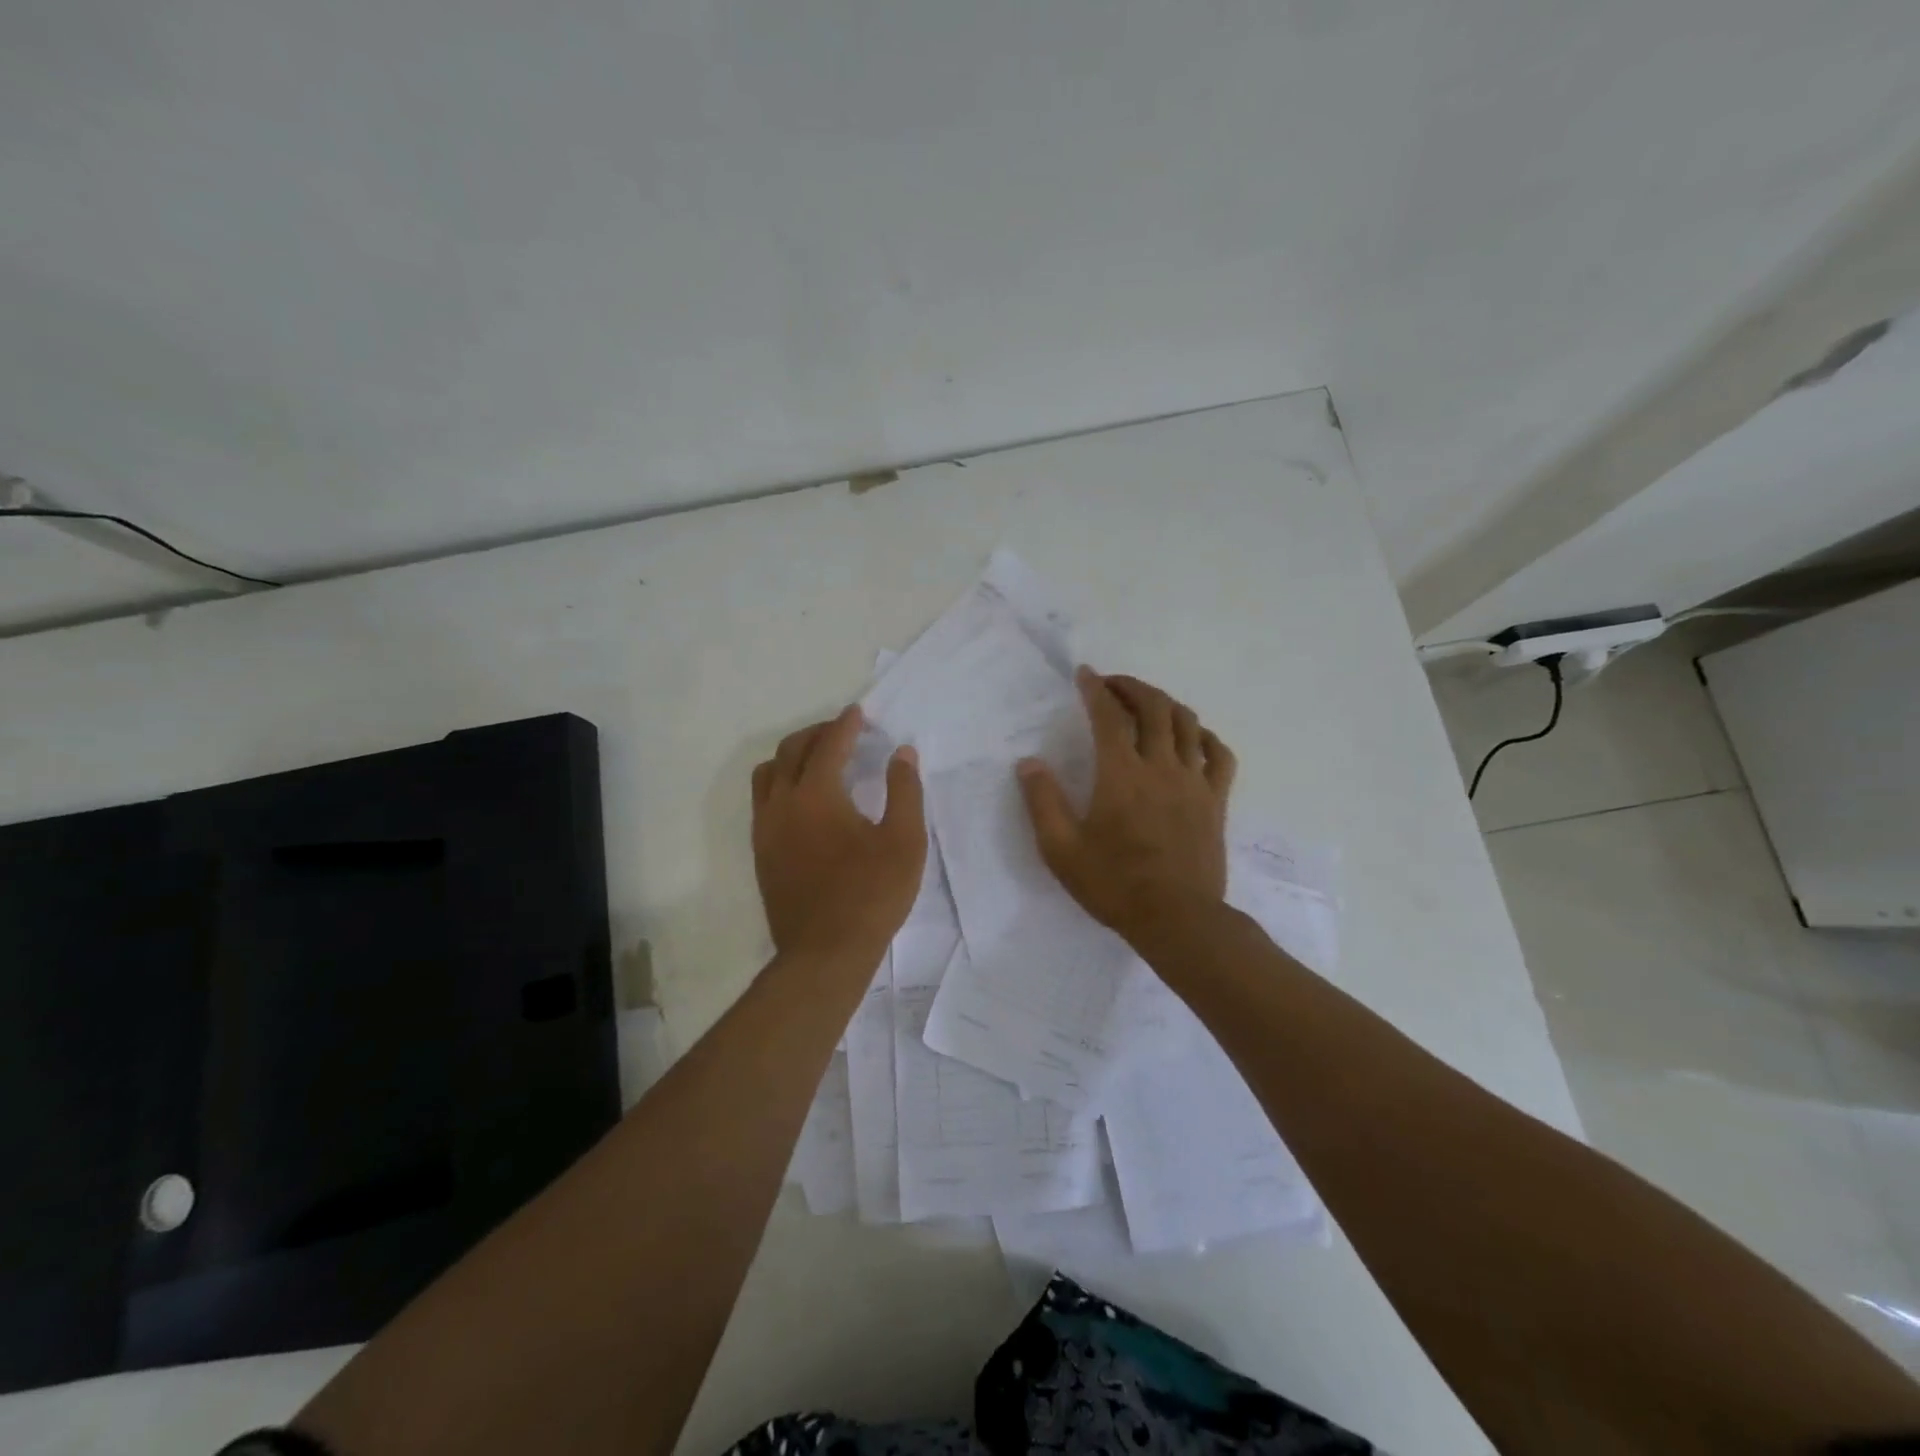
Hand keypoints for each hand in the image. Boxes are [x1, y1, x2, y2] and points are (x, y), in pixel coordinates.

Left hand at [752, 705, 926, 963]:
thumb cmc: (871, 894)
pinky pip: (762, 801)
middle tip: (841, 732)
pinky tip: (803, 800)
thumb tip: (902, 753)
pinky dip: (780, 784)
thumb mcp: (904, 841)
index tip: (858, 713)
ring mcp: (766, 829)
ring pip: (767, 774)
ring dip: (791, 757)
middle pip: (791, 751)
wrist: (825, 953)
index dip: (845, 725)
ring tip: (817, 760)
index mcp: (817, 795)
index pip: (829, 745)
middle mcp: (782, 804)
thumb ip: (904, 790)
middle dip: (816, 734)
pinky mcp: (761, 853)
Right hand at [1017, 669, 1236, 943]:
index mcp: (1121, 774)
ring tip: (1148, 704)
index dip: (1096, 689)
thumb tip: (1028, 763)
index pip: (1109, 716)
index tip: (1085, 675)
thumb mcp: (1061, 849)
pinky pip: (1219, 755)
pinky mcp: (1216, 801)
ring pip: (1187, 723)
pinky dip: (1205, 737)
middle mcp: (1160, 766)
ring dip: (1166, 703)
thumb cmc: (1114, 885)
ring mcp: (1194, 782)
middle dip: (1132, 687)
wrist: (1176, 919)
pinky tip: (1194, 738)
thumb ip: (1042, 802)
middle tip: (1113, 684)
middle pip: (1153, 707)